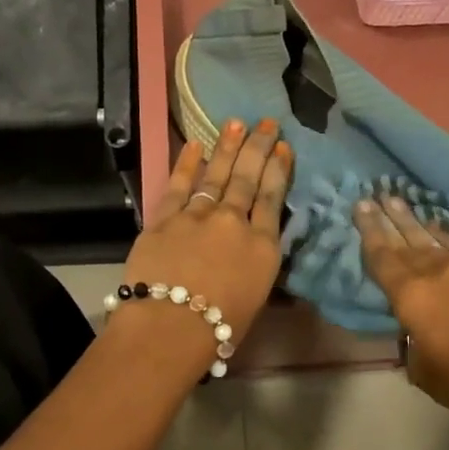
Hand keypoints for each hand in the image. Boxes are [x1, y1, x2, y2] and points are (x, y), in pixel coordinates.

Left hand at [110, 118, 291, 378]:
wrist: (171, 326)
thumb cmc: (220, 327)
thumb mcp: (256, 295)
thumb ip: (257, 262)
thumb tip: (254, 244)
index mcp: (262, 246)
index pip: (274, 198)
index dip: (279, 169)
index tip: (283, 147)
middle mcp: (234, 222)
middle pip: (248, 178)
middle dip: (258, 148)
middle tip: (267, 122)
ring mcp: (198, 216)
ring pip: (216, 175)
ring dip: (227, 147)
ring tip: (236, 123)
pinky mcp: (165, 218)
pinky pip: (178, 185)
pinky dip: (186, 164)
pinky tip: (195, 144)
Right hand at [356, 195, 448, 427]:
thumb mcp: (423, 372)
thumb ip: (412, 343)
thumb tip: (416, 329)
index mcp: (412, 297)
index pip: (382, 258)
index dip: (369, 232)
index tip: (360, 207)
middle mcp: (438, 272)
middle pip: (406, 240)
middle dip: (388, 218)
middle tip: (374, 196)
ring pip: (436, 238)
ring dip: (416, 222)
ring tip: (401, 204)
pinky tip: (446, 234)